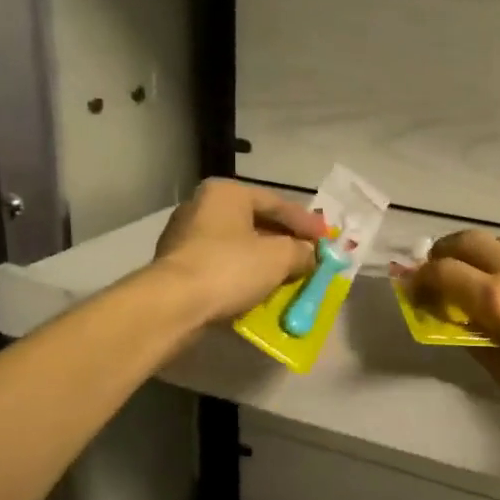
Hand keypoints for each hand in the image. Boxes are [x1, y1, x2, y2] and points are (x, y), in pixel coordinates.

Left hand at [153, 180, 325, 324]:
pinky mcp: (178, 265)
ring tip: (289, 274)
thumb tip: (310, 254)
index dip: (306, 222)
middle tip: (309, 255)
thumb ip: (301, 251)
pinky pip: (222, 264)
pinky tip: (261, 288)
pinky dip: (244, 274)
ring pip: (238, 244)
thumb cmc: (230, 268)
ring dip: (265, 259)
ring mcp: (185, 236)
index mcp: (226, 193)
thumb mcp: (280, 257)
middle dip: (285, 241)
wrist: (173, 306)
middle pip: (256, 222)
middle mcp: (202, 206)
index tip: (327, 239)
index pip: (276, 202)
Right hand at [401, 229, 499, 425]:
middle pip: (467, 240)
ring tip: (490, 275)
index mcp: (497, 300)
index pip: (442, 273)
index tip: (415, 288)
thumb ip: (478, 343)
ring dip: (486, 254)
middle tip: (441, 268)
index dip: (421, 278)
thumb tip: (461, 323)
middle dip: (445, 251)